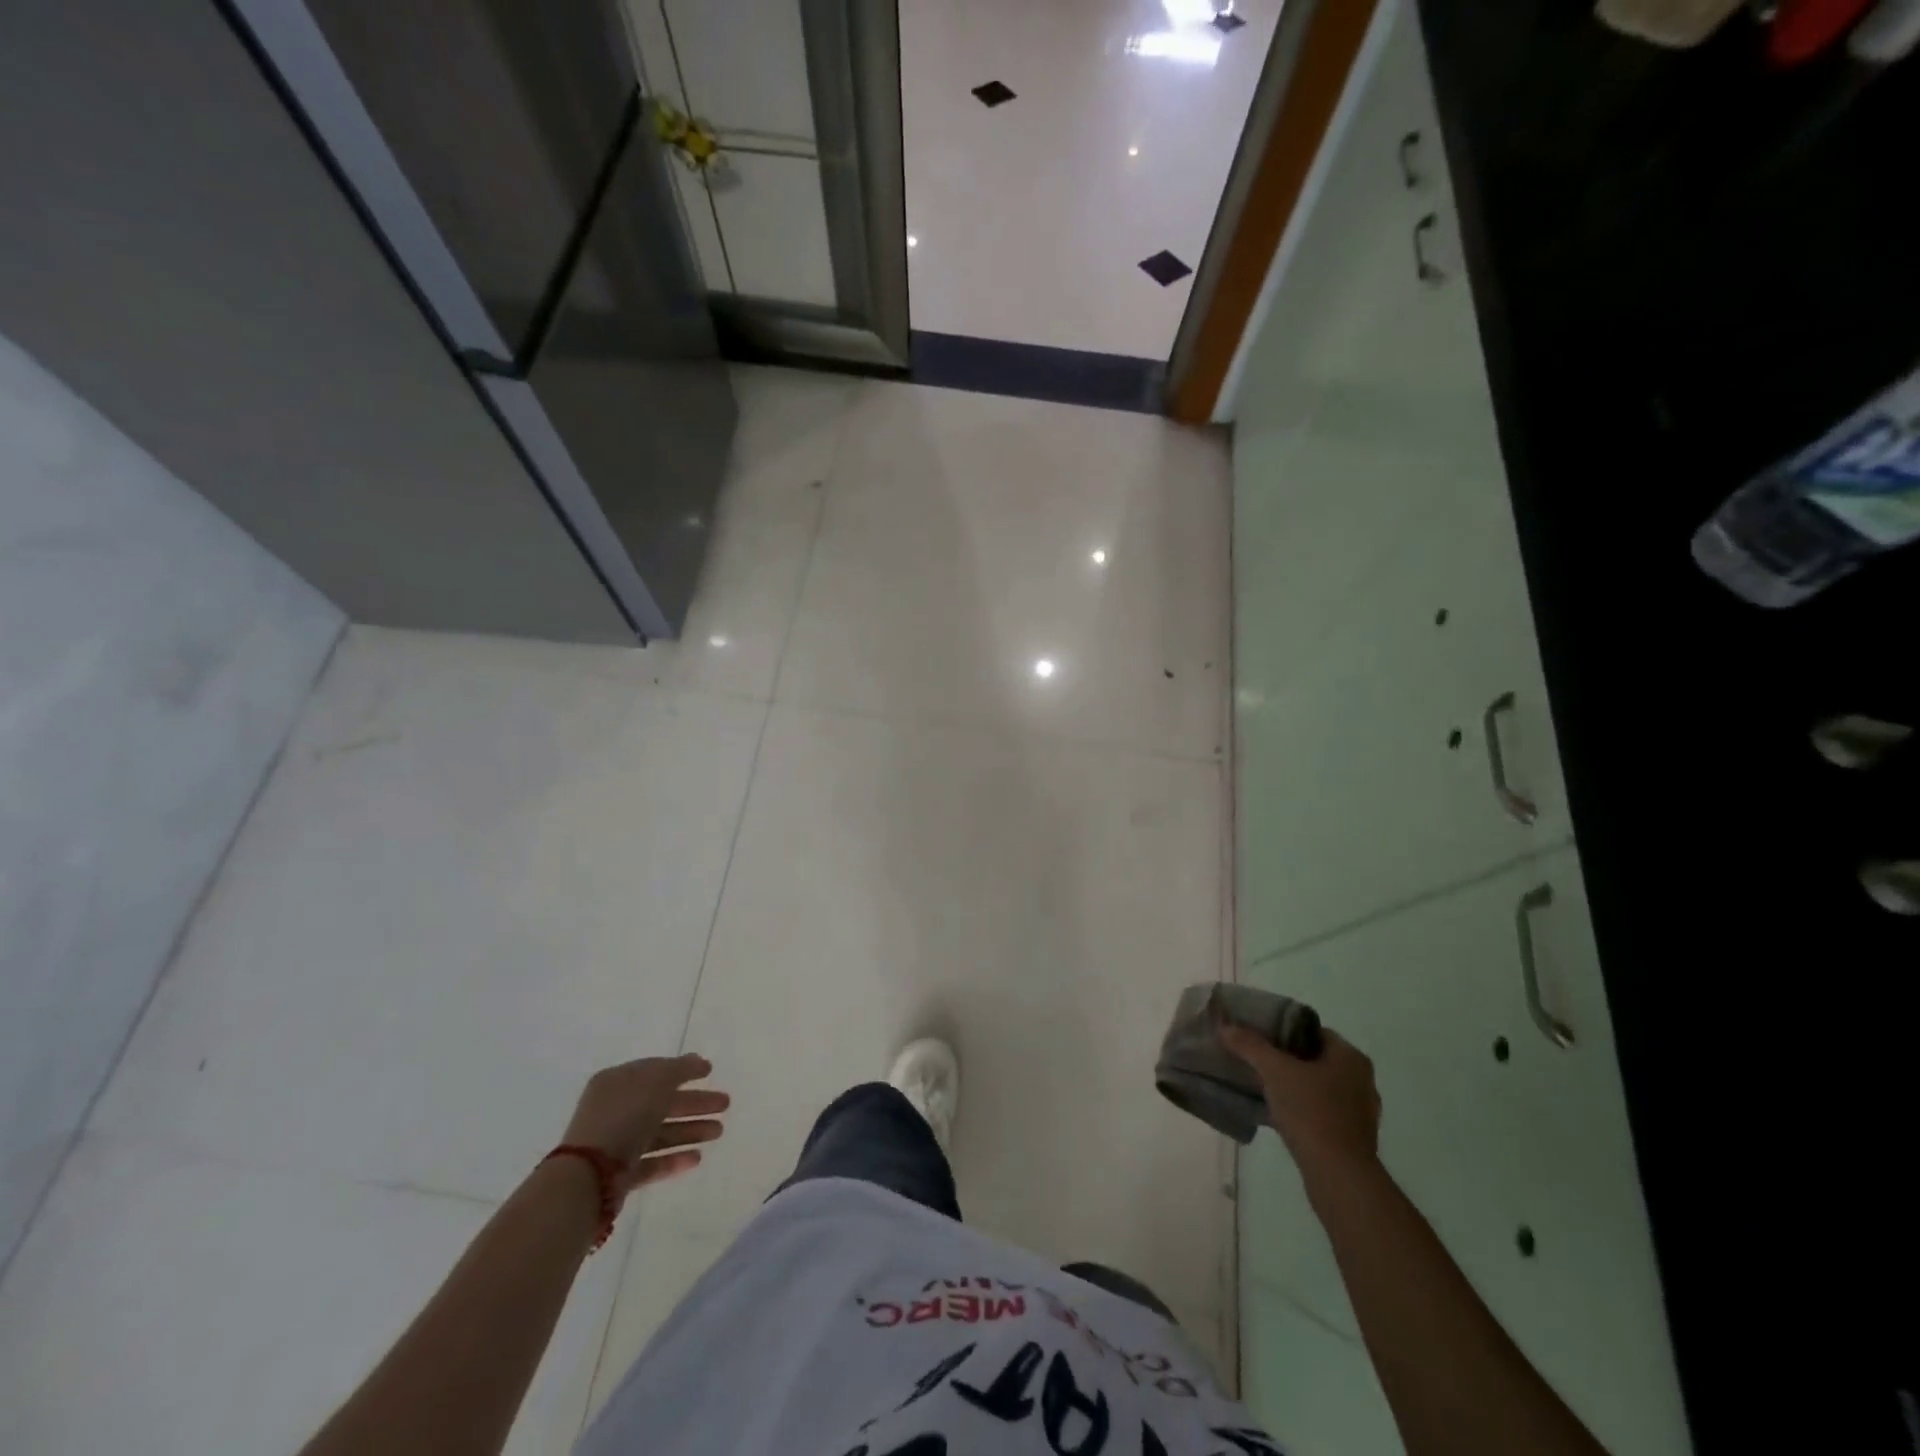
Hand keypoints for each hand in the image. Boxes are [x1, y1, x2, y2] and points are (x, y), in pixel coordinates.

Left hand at [561, 1054, 728, 1192]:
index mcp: (618, 1082)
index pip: (656, 1071)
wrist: (589, 1176)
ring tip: (719, 1132)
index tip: (710, 1072)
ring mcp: (616, 1144)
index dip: (684, 1070)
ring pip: (660, 1133)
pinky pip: (651, 1162)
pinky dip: (674, 1159)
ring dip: (690, 1130)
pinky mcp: (619, 1175)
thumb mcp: (657, 1081)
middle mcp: (615, 1110)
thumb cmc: (625, 1116)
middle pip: (662, 1103)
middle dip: (694, 1103)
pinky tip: (697, 1158)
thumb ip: (681, 1068)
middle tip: (725, 1104)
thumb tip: (698, 1060)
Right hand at [1220, 1022, 1380, 1179]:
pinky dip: (1303, 1109)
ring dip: (1295, 1086)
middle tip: (1258, 1060)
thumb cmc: (1311, 1112)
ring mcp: (1361, 1112)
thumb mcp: (1274, 1071)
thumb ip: (1251, 1046)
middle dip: (1288, 1060)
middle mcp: (1362, 1080)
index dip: (1285, 1031)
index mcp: (1351, 1057)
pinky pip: (1323, 1112)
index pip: (1314, 1032)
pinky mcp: (1354, 1138)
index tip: (1260, 1037)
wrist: (1339, 1176)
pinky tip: (1280, 1115)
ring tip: (1265, 1087)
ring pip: (1320, 1087)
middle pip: (1316, 1059)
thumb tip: (1226, 1028)